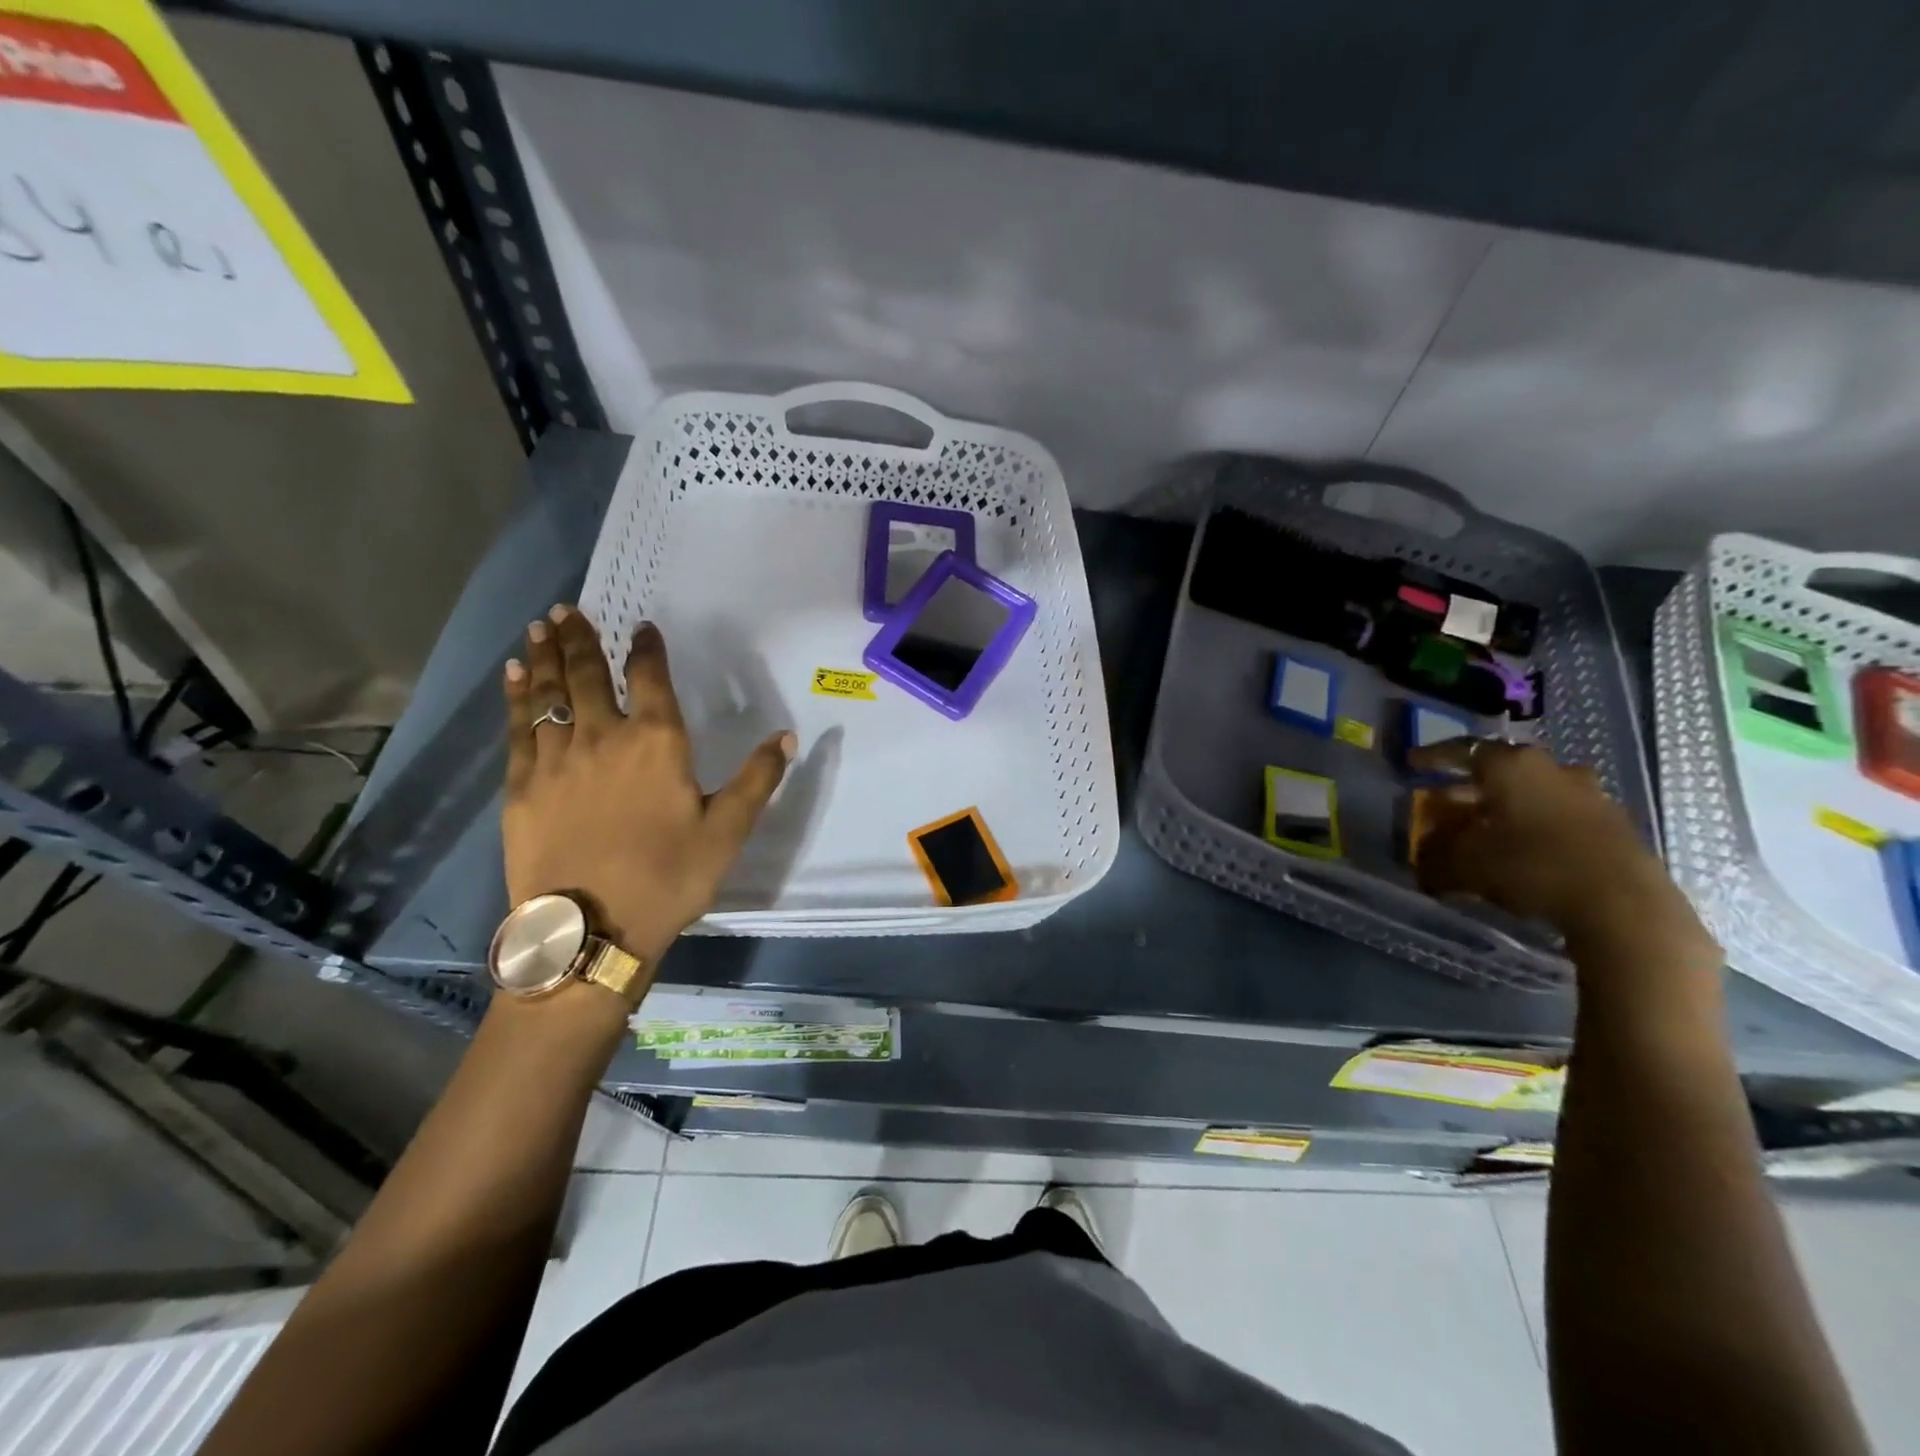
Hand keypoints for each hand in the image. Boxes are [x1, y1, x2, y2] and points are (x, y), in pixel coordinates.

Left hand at [502, 605, 794, 973]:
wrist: (590, 931)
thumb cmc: (669, 878)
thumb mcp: (727, 832)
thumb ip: (757, 780)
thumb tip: (786, 736)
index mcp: (657, 743)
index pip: (650, 679)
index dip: (646, 648)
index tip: (641, 627)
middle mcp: (604, 737)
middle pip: (588, 675)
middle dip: (581, 639)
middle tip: (569, 610)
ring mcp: (556, 759)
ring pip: (549, 693)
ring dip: (546, 656)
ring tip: (541, 626)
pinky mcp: (521, 785)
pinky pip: (519, 727)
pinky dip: (518, 697)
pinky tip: (515, 676)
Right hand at [1410, 740, 1709, 954]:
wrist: (1622, 905)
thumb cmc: (1531, 867)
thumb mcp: (1464, 864)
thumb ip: (1436, 854)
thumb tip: (1424, 854)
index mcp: (1511, 766)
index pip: (1462, 750)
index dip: (1434, 757)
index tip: (1413, 763)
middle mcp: (1551, 769)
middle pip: (1500, 770)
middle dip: (1469, 787)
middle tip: (1445, 803)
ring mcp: (1590, 794)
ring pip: (1534, 792)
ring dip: (1507, 806)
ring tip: (1486, 828)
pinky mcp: (1615, 824)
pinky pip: (1560, 815)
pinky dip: (1536, 825)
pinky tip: (1524, 848)